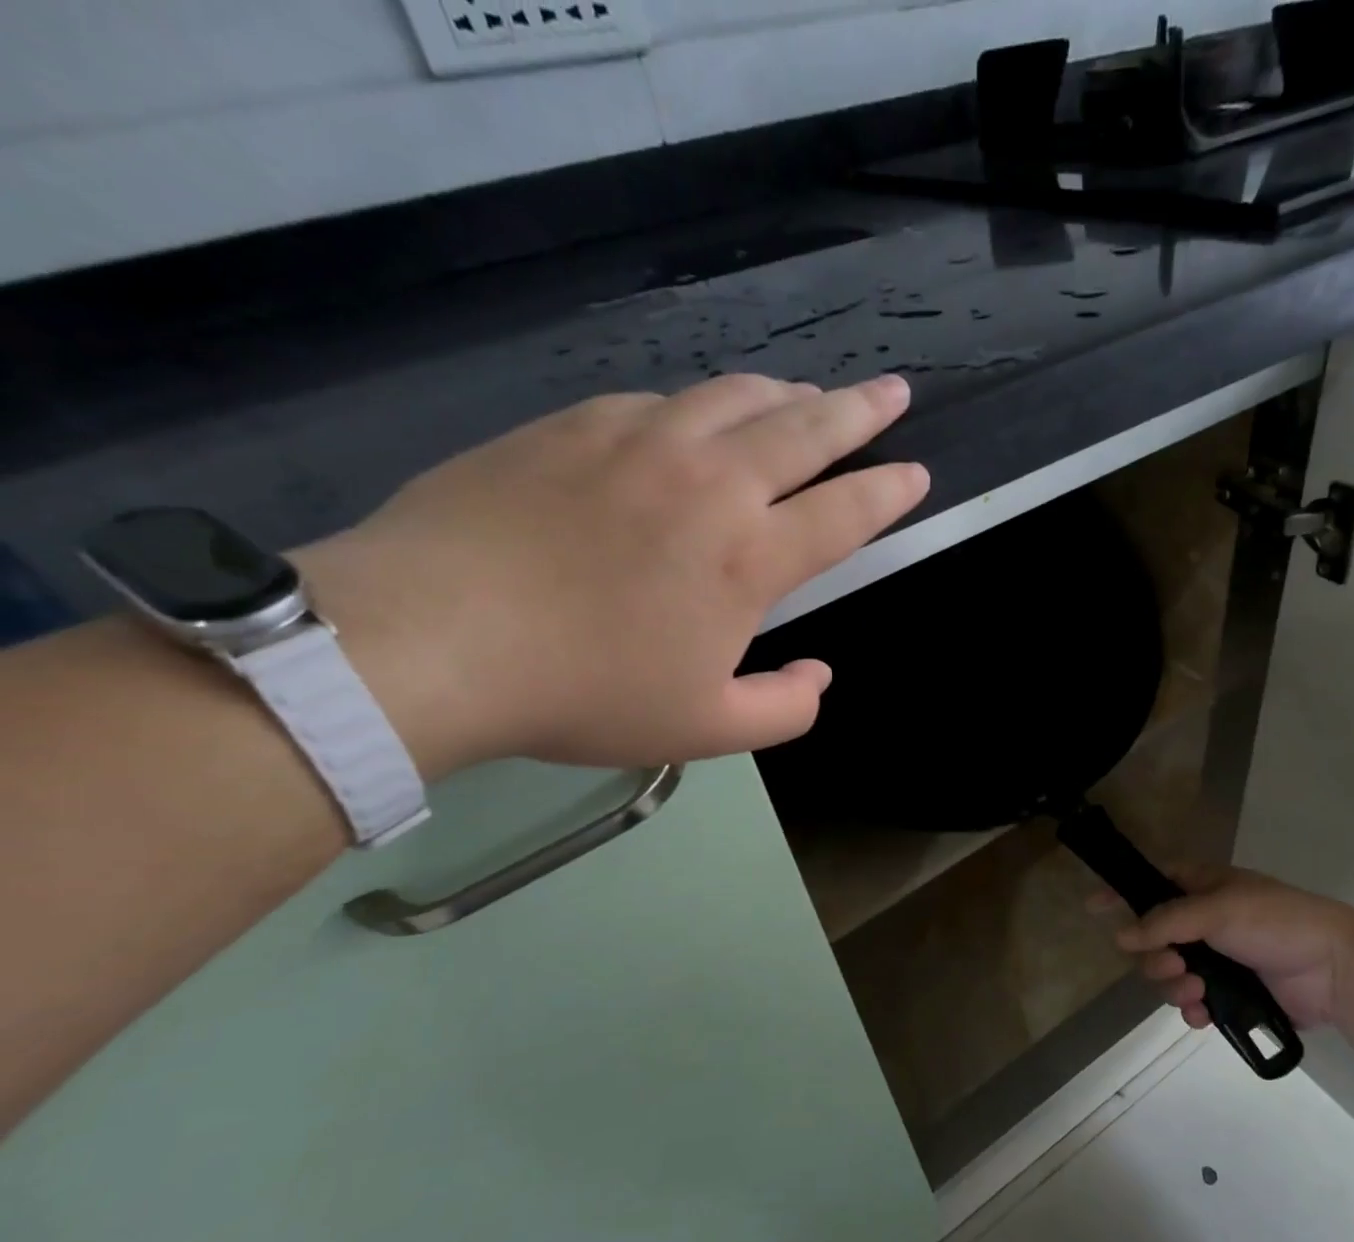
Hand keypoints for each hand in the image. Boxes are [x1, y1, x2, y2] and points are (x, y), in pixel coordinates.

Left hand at [296, 375, 926, 776]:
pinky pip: (659, 401)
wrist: (431, 639)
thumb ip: (785, 709)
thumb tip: (820, 675)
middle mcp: (709, 482)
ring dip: (784, 396)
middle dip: (859, 410)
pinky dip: (699, 408)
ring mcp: (639, 441)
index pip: (846, 511)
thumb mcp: (705, 730)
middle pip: (804, 427)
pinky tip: (695, 421)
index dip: (890, 491)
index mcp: (749, 558)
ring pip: (735, 397)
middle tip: (891, 392)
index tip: (916, 473)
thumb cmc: (583, 692)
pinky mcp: (575, 424)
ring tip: (806, 396)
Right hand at [1099, 867, 1353, 1031]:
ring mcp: (1217, 958)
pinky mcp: (1231, 993)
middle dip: (1155, 957)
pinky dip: (1192, 1009)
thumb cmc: (1274, 921)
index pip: (1150, 883)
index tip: (1091, 907)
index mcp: (1201, 887)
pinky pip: (1193, 1002)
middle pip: (1153, 938)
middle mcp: (1202, 921)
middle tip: (1172, 966)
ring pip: (1170, 973)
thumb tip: (1121, 937)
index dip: (1120, 893)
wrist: (1334, 968)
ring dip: (1174, 986)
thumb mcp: (1216, 910)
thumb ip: (1165, 922)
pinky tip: (1203, 1015)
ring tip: (1195, 993)